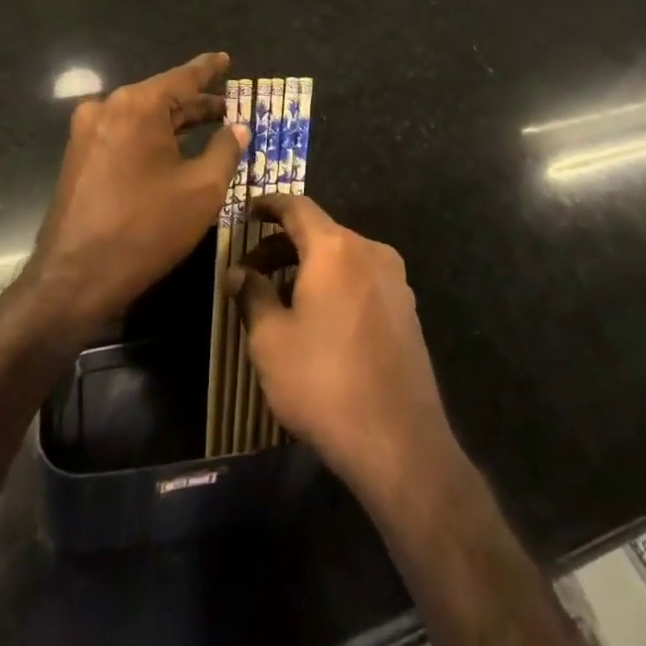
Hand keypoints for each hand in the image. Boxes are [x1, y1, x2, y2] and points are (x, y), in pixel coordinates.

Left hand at [24, 52, 249, 336]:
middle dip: (196, 103)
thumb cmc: (146, 228)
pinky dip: (152, 138)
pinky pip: (124, 135)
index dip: (208, 69)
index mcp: (137, 106)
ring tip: (209, 127)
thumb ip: (225, 150)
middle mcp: (107, 108)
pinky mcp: (79, 158)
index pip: (182, 77)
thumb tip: (237, 128)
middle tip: (229, 107)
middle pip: (161, 97)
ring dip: (174, 123)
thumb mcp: (202, 189)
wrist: (74, 278)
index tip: (224, 58)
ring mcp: (87, 133)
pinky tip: (173, 151)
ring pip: (142, 117)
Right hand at [229, 194, 451, 504]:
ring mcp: (395, 280)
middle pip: (320, 232)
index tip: (247, 210)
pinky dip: (335, 284)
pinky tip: (318, 319)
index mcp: (335, 248)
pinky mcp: (407, 309)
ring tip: (280, 298)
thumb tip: (239, 272)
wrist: (398, 441)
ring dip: (309, 267)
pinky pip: (362, 280)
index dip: (269, 205)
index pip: (297, 207)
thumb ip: (252, 295)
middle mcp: (370, 251)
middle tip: (251, 271)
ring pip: (342, 258)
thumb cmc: (323, 382)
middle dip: (282, 245)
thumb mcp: (271, 340)